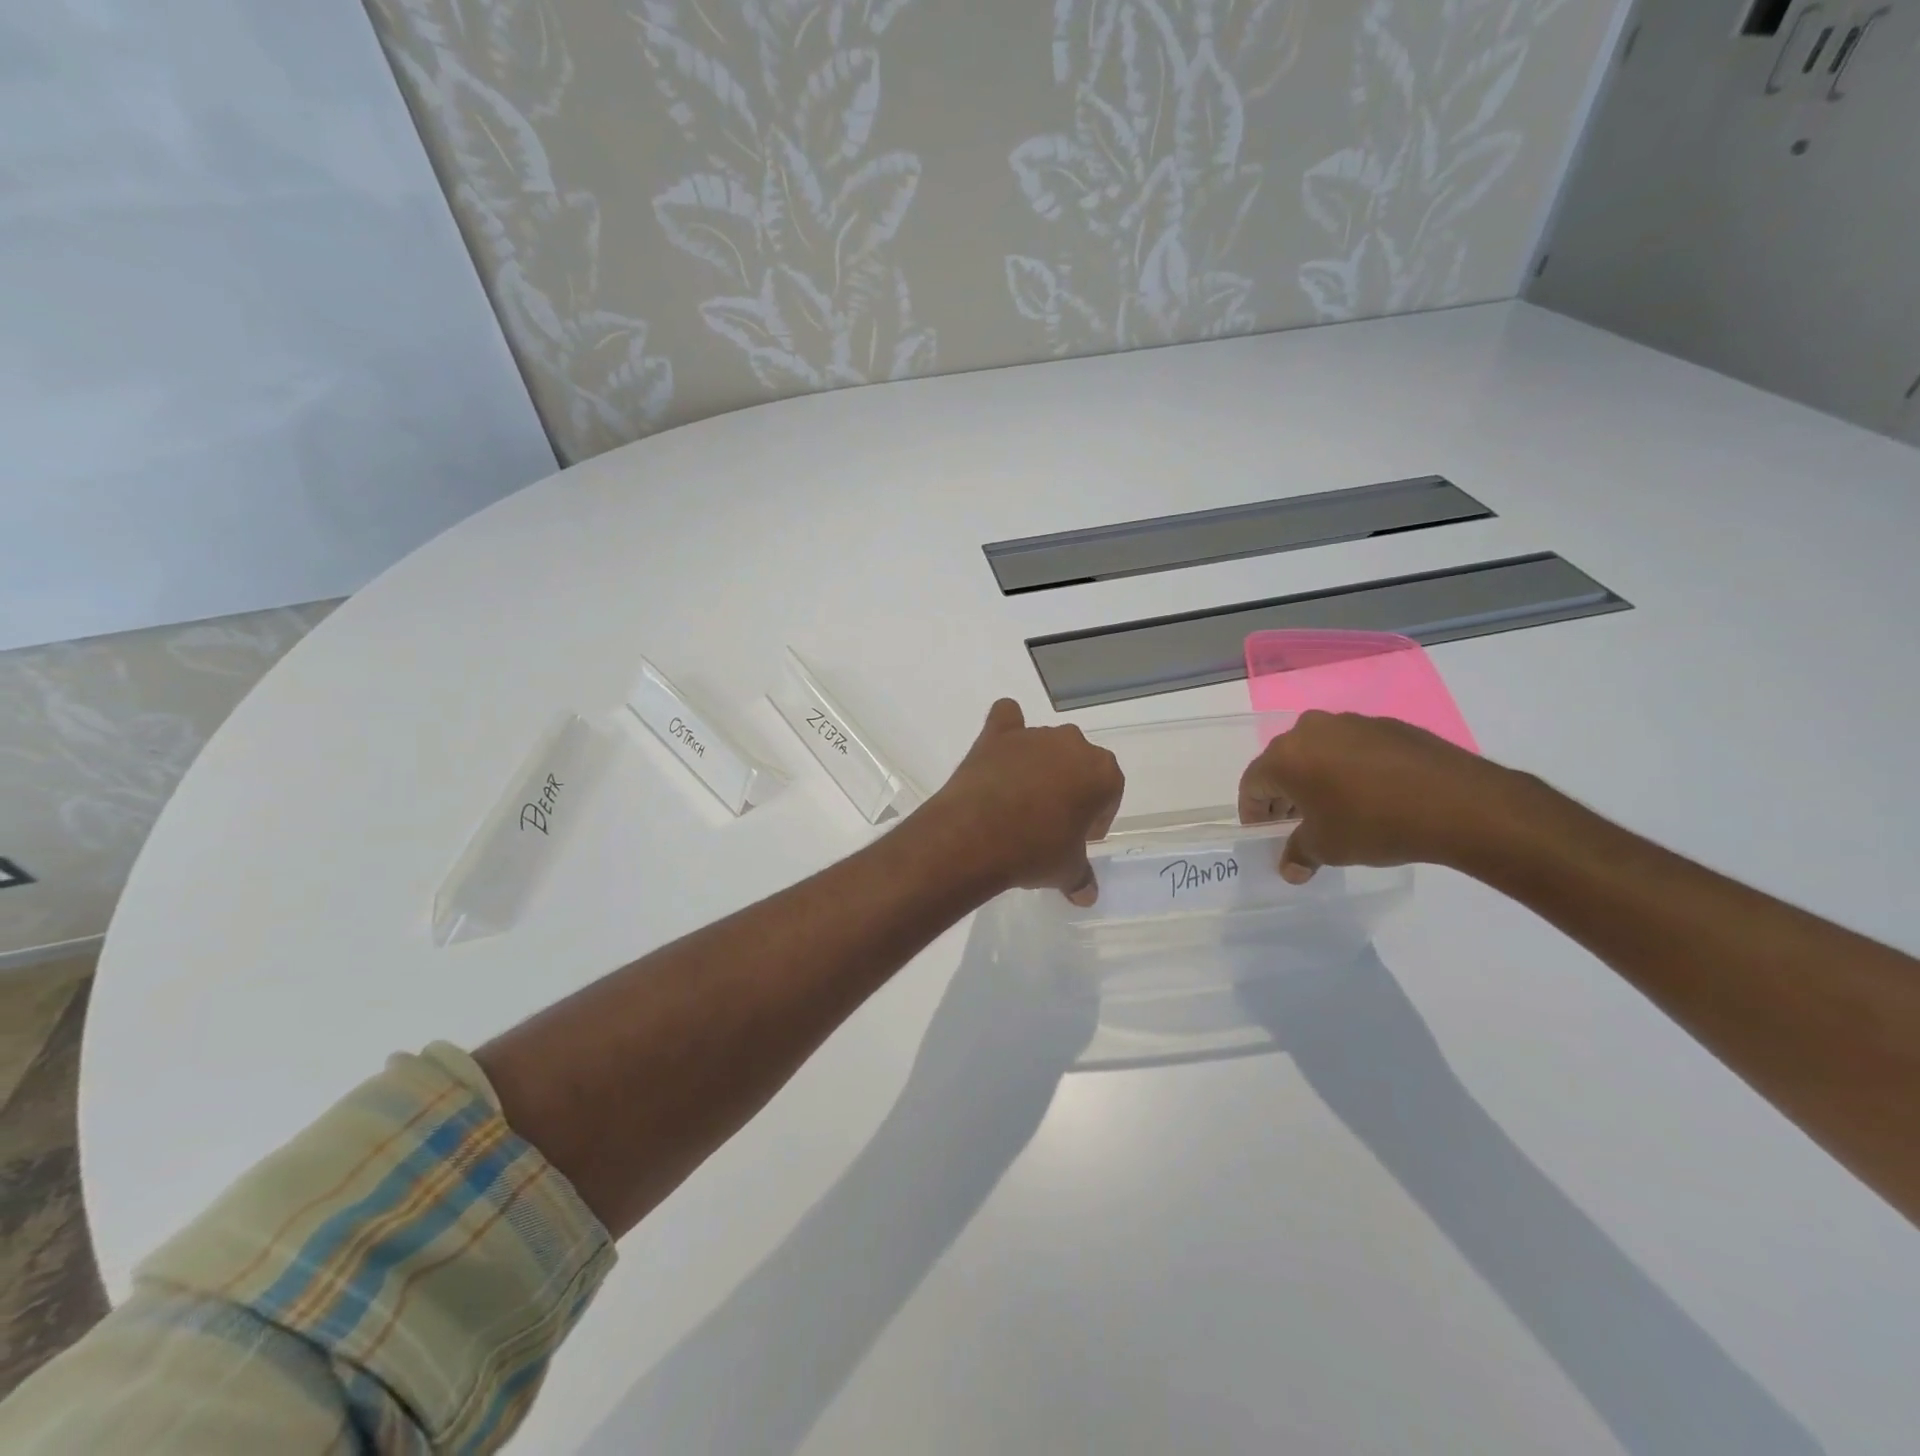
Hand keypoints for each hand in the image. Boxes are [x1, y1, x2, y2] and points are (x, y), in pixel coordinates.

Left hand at [931, 700, 1123, 904]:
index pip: (1109, 791)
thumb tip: (1087, 896)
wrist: (976, 836)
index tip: (1080, 838)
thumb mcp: (1066, 871)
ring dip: (1040, 766)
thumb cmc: (1035, 851)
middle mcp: (1072, 744)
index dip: (1096, 817)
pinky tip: (1000, 748)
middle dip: (1071, 788)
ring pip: (1046, 745)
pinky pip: (1007, 718)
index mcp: (1102, 772)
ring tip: (1020, 801)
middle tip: (1052, 822)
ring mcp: (1033, 736)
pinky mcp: (996, 735)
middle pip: (1079, 764)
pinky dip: (1007, 729)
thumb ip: (1081, 877)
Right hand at [1238, 710, 1517, 882]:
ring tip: (1335, 808)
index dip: (1254, 811)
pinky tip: (1371, 794)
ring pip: (1319, 752)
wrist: (1458, 803)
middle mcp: (1311, 730)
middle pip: (1283, 762)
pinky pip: (1353, 748)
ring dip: (1317, 778)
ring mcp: (1351, 723)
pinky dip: (1350, 768)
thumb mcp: (1328, 848)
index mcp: (1286, 756)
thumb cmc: (1374, 824)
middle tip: (1294, 822)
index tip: (1265, 833)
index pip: (1252, 783)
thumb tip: (1291, 868)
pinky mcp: (1388, 725)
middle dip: (1283, 793)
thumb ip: (1299, 854)